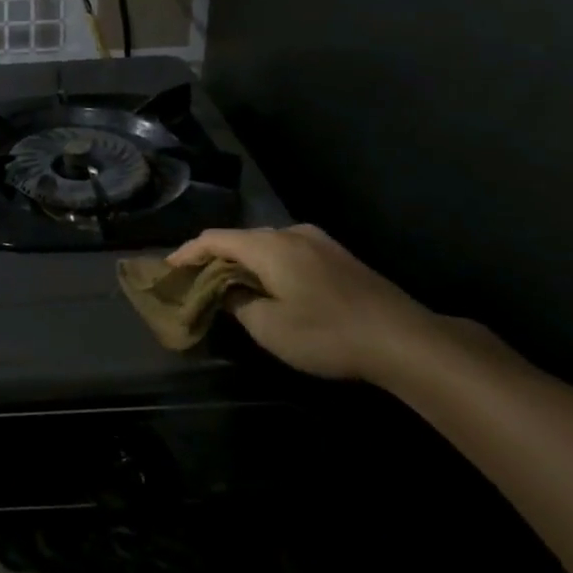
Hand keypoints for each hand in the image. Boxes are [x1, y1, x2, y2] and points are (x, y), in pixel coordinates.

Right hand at [167, 225, 437, 382]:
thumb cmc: (328, 334)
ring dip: (242, 260)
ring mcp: (317, 241)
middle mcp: (291, 233)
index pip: (214, 239)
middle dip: (213, 256)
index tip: (168, 268)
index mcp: (269, 246)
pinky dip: (267, 263)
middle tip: (194, 279)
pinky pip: (287, 250)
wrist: (404, 340)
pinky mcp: (337, 254)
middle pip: (239, 238)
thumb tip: (226, 290)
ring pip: (265, 243)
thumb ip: (238, 303)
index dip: (187, 252)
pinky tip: (268, 283)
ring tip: (228, 282)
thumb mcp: (270, 328)